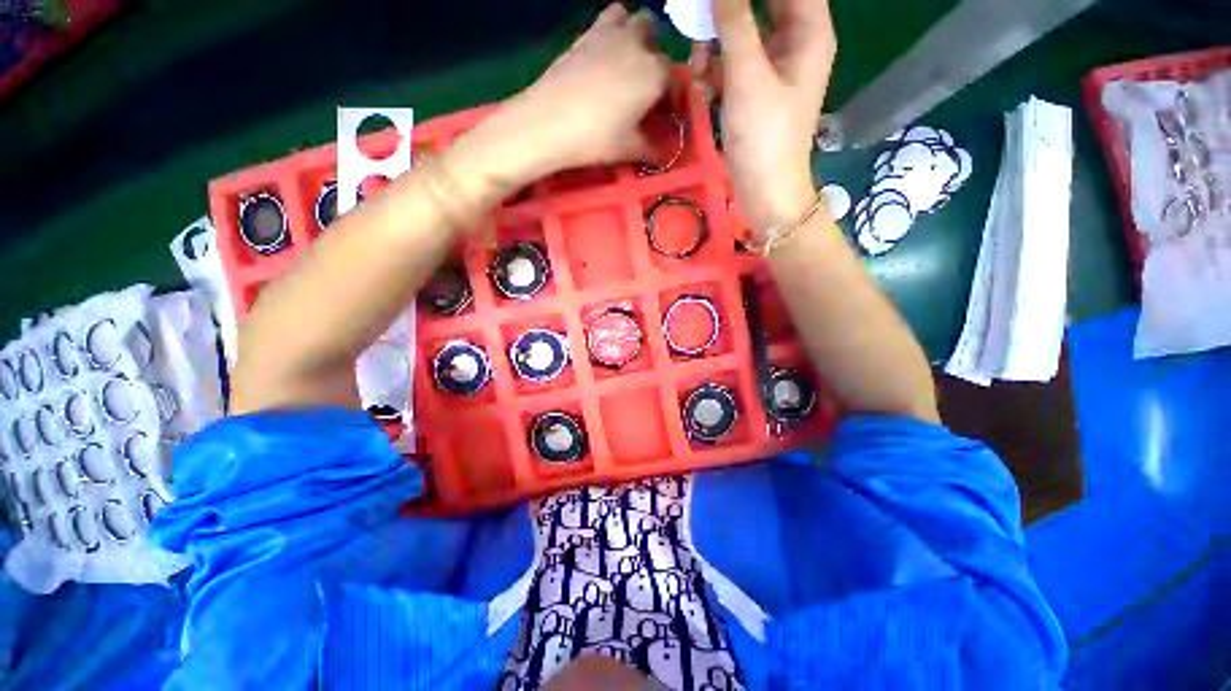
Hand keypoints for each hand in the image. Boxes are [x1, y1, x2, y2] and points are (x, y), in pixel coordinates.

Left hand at [473, 4, 670, 182]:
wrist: (547, 122)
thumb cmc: (595, 138)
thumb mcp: (629, 149)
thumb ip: (652, 150)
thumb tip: (665, 156)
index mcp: (654, 73)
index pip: (676, 79)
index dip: (674, 98)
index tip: (667, 116)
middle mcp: (637, 44)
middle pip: (656, 40)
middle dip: (656, 60)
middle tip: (646, 88)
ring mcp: (609, 34)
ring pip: (633, 19)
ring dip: (636, 35)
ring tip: (627, 63)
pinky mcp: (585, 34)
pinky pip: (607, 20)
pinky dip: (612, 32)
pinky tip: (603, 59)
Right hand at [694, 0, 836, 233]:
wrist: (764, 190)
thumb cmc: (764, 135)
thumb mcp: (748, 76)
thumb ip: (734, 23)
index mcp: (808, 32)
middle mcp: (794, 43)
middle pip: (761, 5)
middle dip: (727, 11)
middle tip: (700, 18)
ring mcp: (773, 69)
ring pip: (742, 35)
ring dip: (716, 43)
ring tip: (697, 65)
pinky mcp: (754, 92)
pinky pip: (733, 65)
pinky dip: (716, 70)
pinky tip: (701, 84)